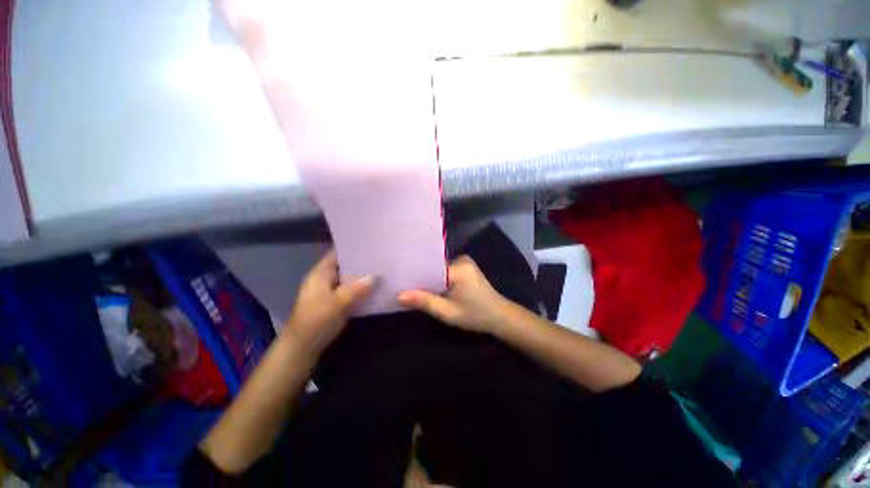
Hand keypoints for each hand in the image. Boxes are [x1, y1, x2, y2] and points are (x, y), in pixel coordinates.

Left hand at [285, 250, 373, 354]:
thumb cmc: (314, 321)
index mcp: (321, 274)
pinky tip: (379, 286)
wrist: (304, 348)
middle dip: (362, 261)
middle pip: (346, 265)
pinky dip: (364, 288)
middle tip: (382, 255)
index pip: (336, 253)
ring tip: (385, 268)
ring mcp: (334, 291)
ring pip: (352, 279)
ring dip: (365, 275)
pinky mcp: (340, 302)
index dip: (351, 246)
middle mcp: (328, 279)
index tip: (370, 243)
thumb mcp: (335, 303)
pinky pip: (354, 291)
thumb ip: (355, 289)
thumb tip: (375, 276)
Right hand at [398, 255, 508, 333]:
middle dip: (420, 275)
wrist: (500, 316)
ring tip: (410, 284)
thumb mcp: (448, 312)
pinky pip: (445, 270)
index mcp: (458, 267)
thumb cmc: (476, 316)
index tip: (399, 277)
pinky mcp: (465, 268)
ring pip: (439, 268)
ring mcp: (464, 262)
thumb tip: (399, 296)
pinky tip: (428, 286)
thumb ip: (425, 302)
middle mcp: (461, 259)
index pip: (430, 264)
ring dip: (428, 277)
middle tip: (401, 283)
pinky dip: (437, 278)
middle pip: (434, 265)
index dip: (414, 272)